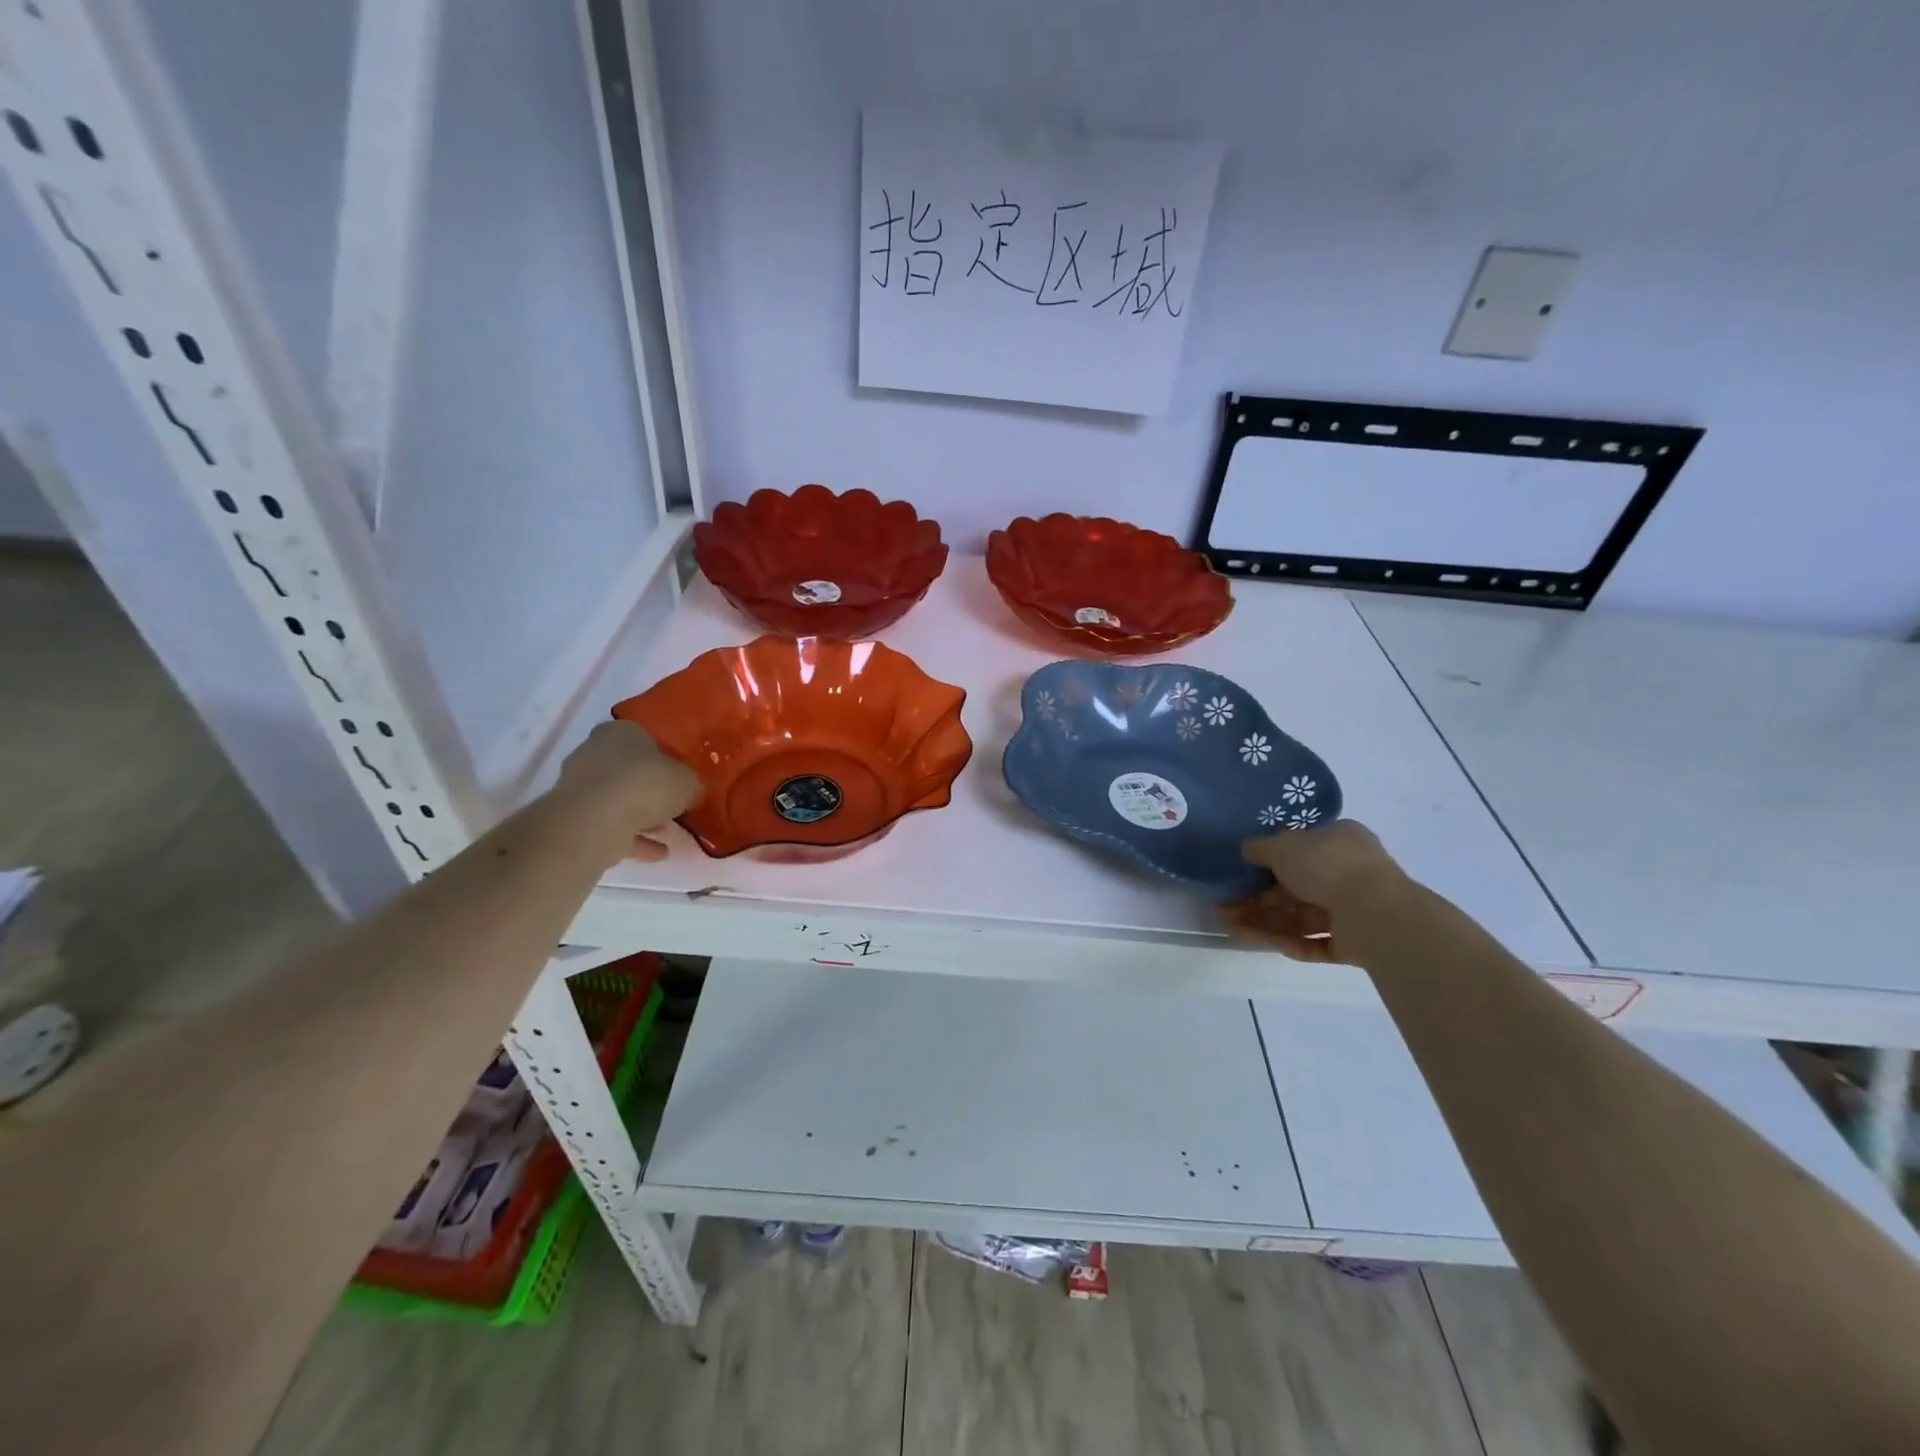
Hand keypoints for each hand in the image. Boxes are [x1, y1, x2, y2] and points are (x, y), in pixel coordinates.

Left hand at [554, 721, 701, 861]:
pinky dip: (632, 838)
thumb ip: (690, 783)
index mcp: (621, 732)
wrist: (595, 821)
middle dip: (650, 789)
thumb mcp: (687, 781)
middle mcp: (594, 752)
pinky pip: (610, 825)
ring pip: (618, 799)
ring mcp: (580, 786)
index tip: (680, 778)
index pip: (646, 740)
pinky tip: (657, 852)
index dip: (666, 760)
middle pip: (628, 770)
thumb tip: (691, 789)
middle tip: (674, 806)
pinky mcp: (574, 817)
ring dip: (641, 815)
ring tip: (667, 832)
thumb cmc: (645, 784)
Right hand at [1224, 820, 1409, 962]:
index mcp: (1338, 841)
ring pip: (1303, 918)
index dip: (1266, 863)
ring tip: (1233, 931)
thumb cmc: (1326, 865)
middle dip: (1257, 901)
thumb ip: (1260, 847)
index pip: (1299, 850)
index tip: (1240, 876)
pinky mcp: (1357, 942)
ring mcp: (1355, 909)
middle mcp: (1349, 872)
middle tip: (1225, 910)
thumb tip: (1247, 850)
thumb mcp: (1282, 845)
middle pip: (1294, 889)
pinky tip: (1276, 945)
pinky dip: (1297, 944)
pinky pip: (1321, 942)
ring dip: (1267, 924)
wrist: (1374, 912)